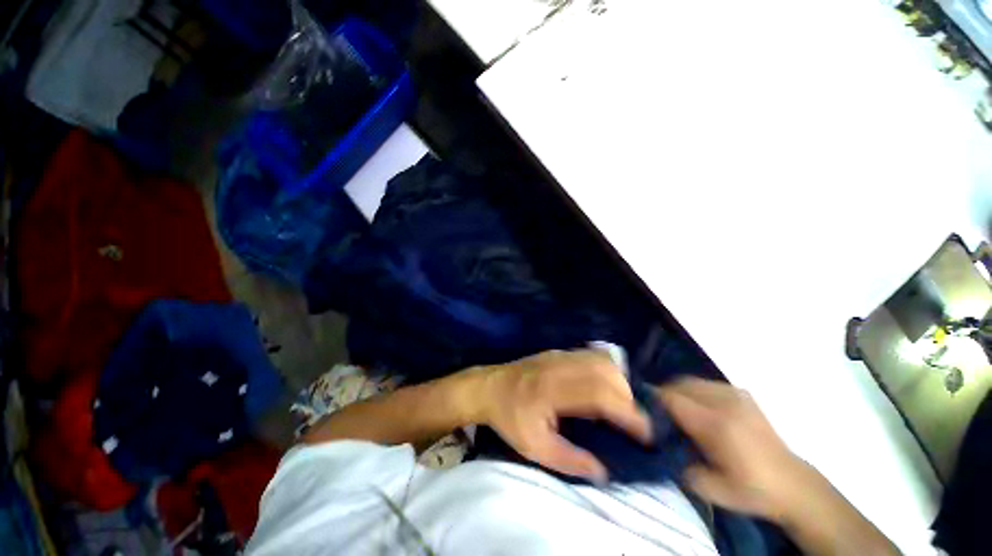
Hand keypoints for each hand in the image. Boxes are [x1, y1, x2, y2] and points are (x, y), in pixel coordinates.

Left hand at [476, 350, 652, 481]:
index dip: (628, 413)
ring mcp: (560, 354)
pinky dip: (607, 369)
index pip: (600, 394)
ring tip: (620, 406)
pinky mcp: (559, 351)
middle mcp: (561, 366)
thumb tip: (604, 472)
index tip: (647, 433)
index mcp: (553, 389)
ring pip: (602, 360)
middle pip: (607, 372)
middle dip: (628, 398)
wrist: (488, 386)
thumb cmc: (508, 417)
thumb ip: (569, 460)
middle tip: (631, 422)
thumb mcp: (534, 447)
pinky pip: (592, 355)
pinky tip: (605, 386)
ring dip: (620, 381)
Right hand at [657, 378, 812, 521]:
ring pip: (692, 381)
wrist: (793, 485)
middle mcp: (724, 403)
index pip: (672, 399)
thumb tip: (658, 442)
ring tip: (675, 408)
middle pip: (679, 384)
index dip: (653, 400)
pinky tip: (697, 406)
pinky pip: (707, 383)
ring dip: (678, 390)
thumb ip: (677, 463)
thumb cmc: (750, 490)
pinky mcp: (743, 394)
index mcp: (715, 426)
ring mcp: (736, 395)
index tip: (642, 408)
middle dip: (663, 393)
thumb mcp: (708, 488)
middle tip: (657, 411)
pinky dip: (694, 390)